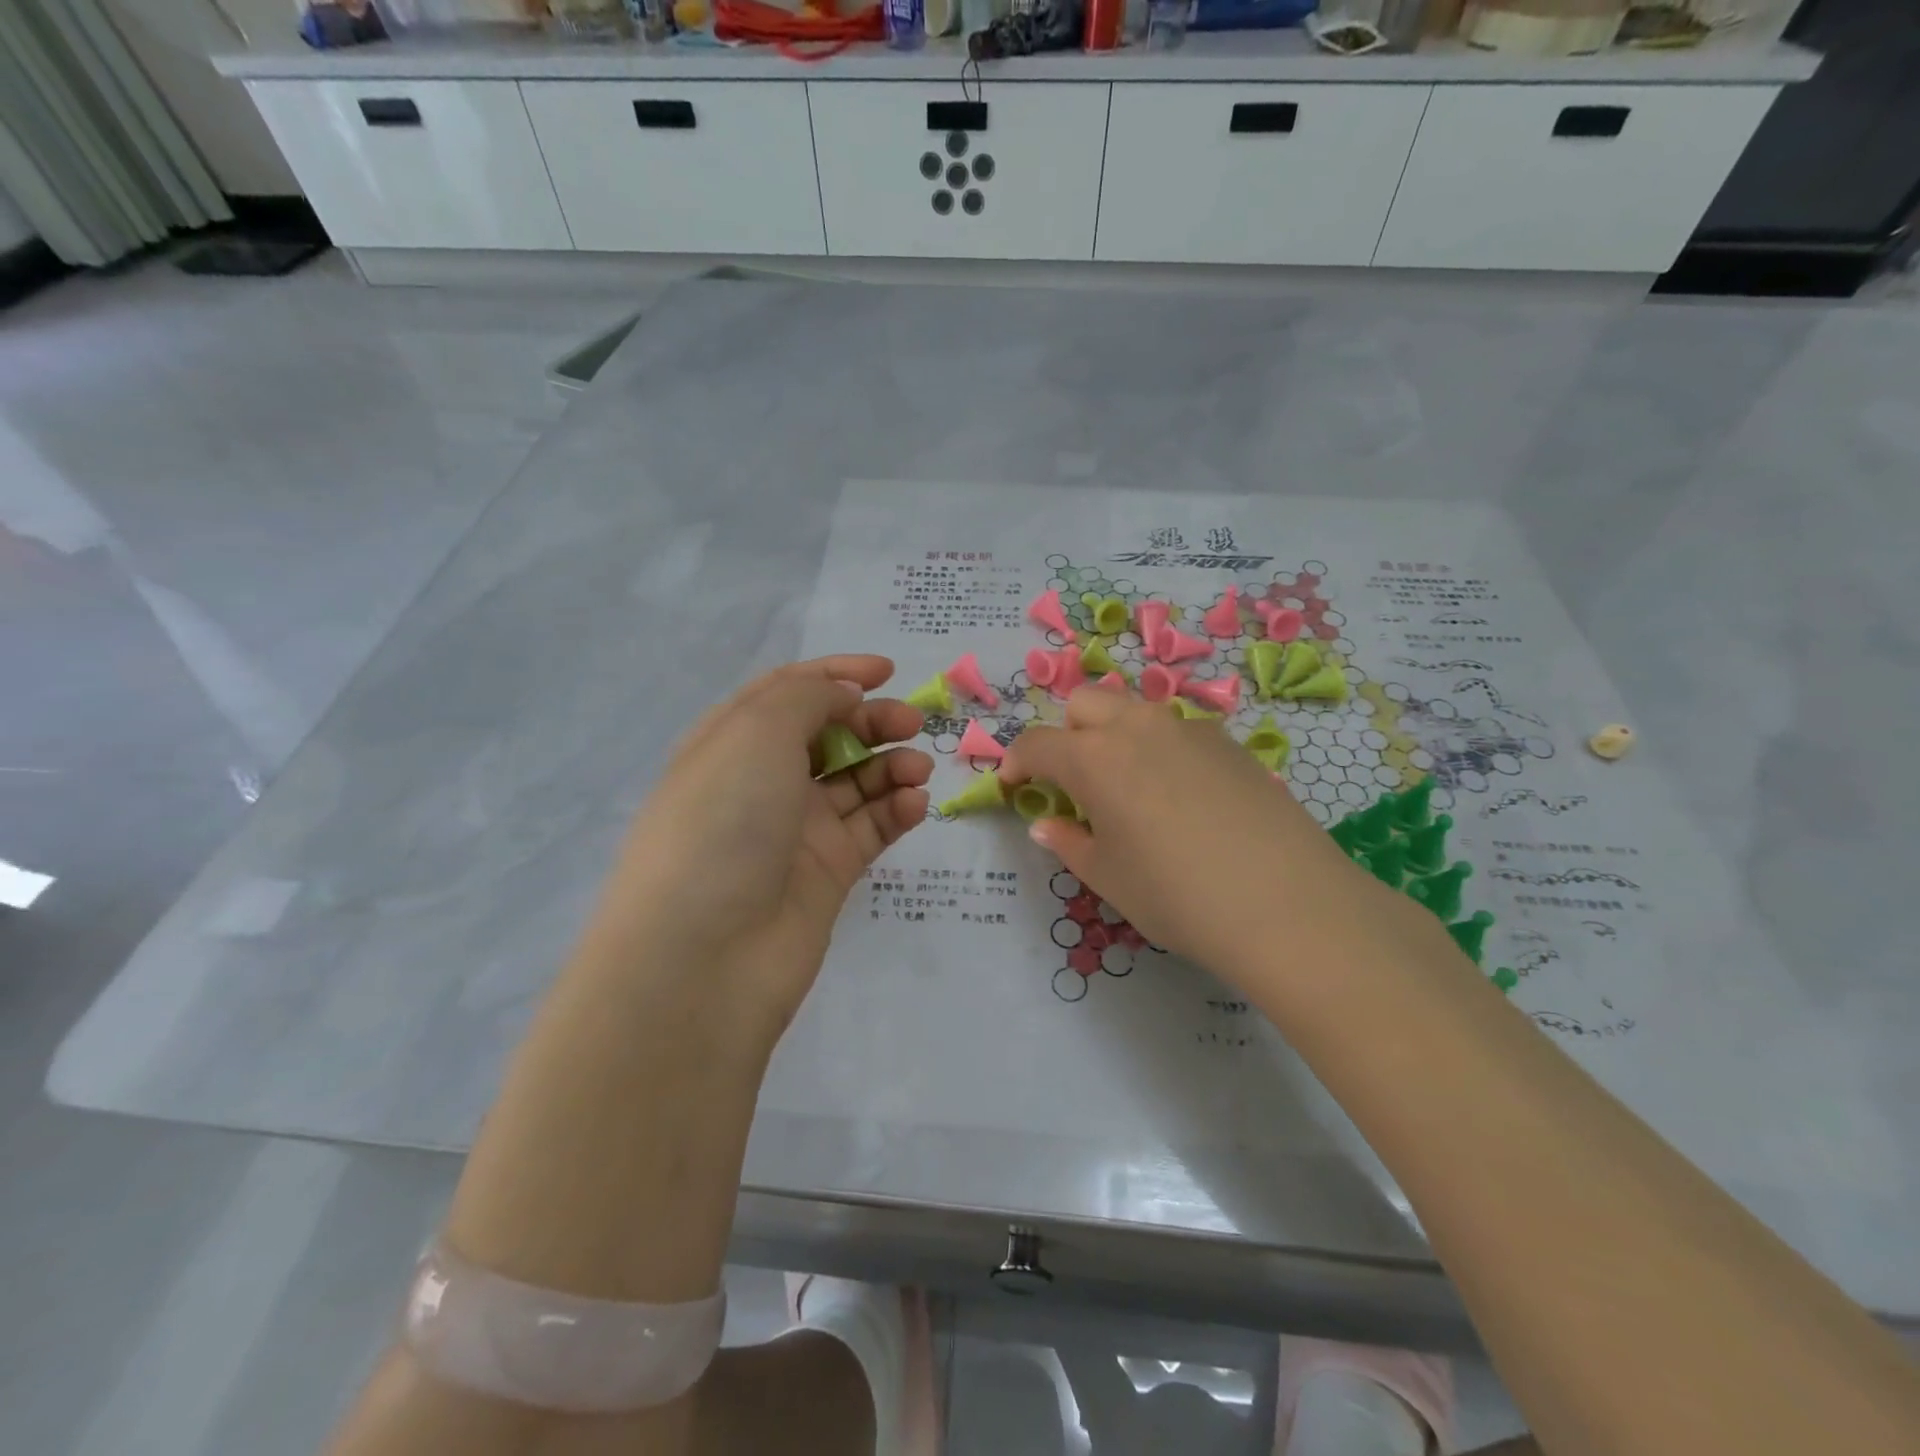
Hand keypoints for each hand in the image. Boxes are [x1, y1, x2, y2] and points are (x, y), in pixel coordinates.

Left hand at [581, 655, 932, 1037]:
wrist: (704, 956)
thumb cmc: (722, 822)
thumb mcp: (755, 734)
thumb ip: (806, 698)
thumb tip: (843, 694)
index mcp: (732, 741)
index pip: (787, 692)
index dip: (836, 674)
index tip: (885, 670)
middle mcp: (762, 781)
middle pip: (828, 735)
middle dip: (872, 720)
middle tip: (912, 722)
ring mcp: (796, 829)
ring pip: (855, 782)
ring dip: (891, 765)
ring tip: (918, 770)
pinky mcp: (827, 872)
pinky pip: (870, 829)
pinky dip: (896, 810)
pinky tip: (914, 805)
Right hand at [1000, 686, 1427, 991]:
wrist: (1289, 905)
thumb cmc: (1177, 896)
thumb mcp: (1108, 878)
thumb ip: (1069, 843)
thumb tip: (1047, 824)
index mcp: (1095, 757)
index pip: (1037, 743)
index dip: (1016, 762)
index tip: (1013, 785)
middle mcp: (1138, 726)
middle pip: (1084, 704)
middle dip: (1066, 734)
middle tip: (1072, 782)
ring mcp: (1189, 728)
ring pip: (1134, 711)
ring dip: (1114, 735)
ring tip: (1128, 787)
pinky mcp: (1230, 742)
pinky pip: (1176, 730)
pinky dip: (1159, 748)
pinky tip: (1180, 796)